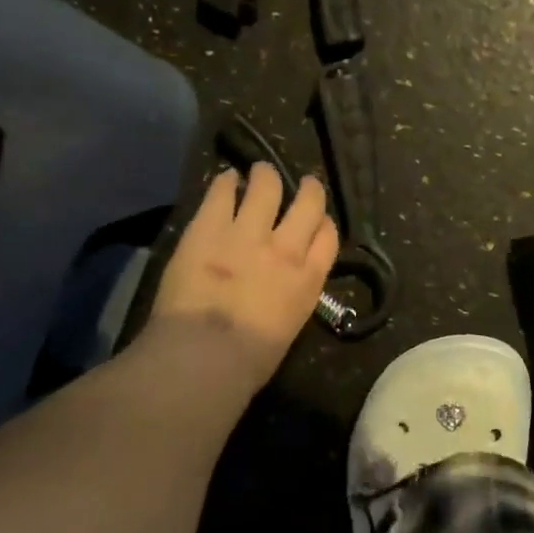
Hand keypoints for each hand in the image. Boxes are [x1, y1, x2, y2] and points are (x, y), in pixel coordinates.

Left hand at [148, 165, 338, 397]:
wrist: (206, 354)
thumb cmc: (249, 361)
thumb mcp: (288, 329)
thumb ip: (290, 299)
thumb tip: (279, 290)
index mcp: (308, 280)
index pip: (328, 238)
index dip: (324, 223)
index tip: (318, 220)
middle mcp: (285, 249)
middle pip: (307, 205)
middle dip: (308, 190)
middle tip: (304, 184)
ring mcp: (247, 233)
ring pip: (267, 187)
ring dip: (266, 176)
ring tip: (261, 171)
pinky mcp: (208, 228)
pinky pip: (222, 193)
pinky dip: (226, 182)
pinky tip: (225, 178)